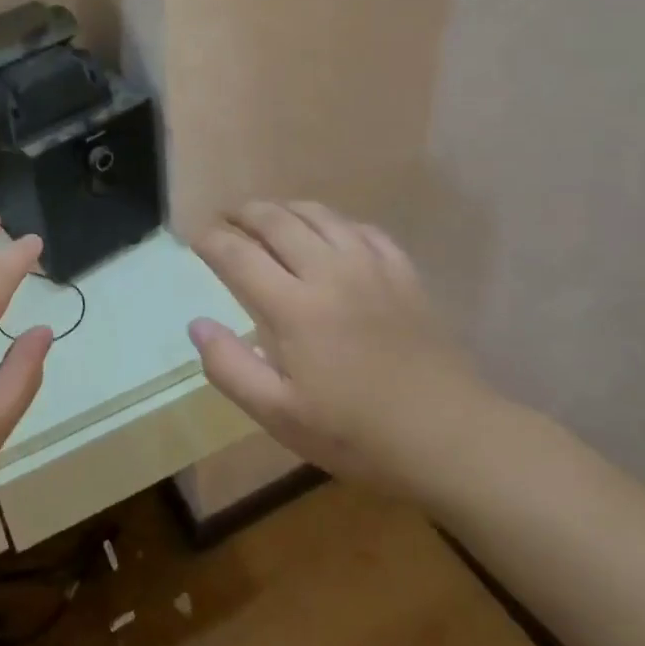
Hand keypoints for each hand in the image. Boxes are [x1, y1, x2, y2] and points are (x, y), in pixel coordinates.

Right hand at [187, 200, 495, 490]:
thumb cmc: (355, 433)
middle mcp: (329, 272)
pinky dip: (335, 221)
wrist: (448, 437)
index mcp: (293, 307)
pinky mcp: (403, 273)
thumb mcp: (279, 415)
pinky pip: (362, 228)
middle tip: (225, 219)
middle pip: (276, 221)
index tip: (195, 239)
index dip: (211, 240)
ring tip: (268, 216)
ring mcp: (371, 267)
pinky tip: (329, 233)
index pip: (239, 254)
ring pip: (319, 215)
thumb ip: (230, 368)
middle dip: (243, 213)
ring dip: (285, 208)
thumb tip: (197, 324)